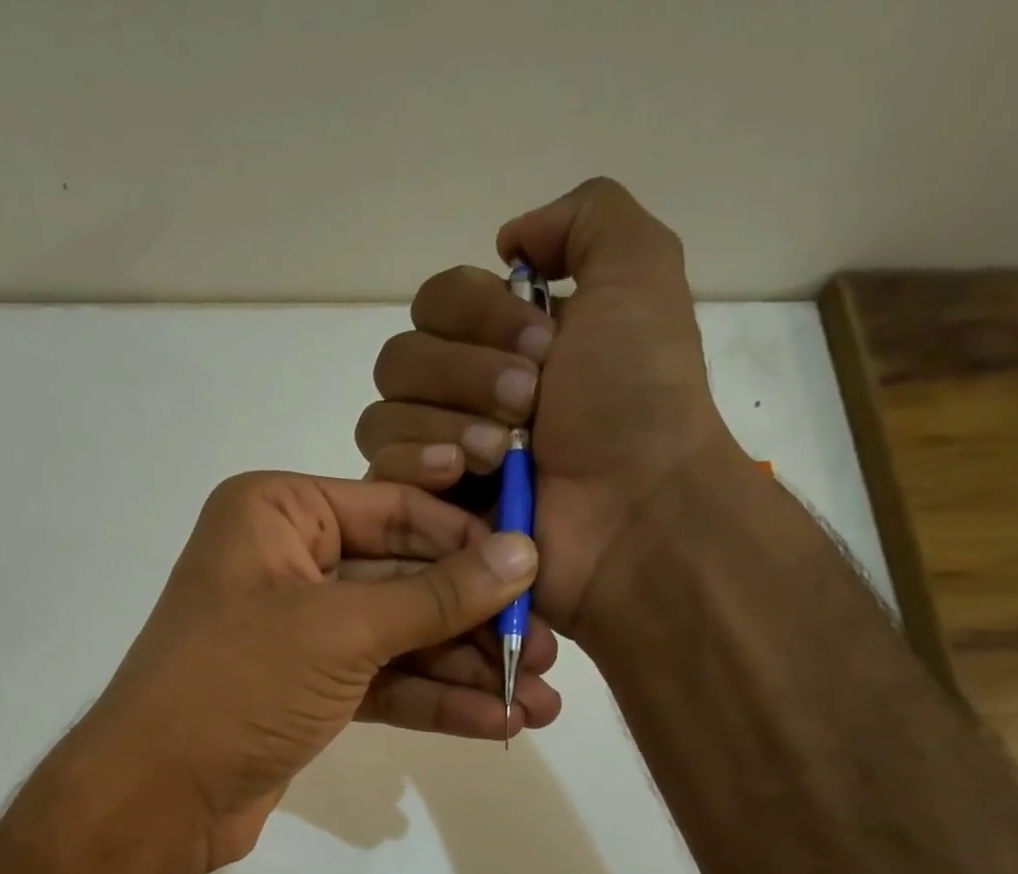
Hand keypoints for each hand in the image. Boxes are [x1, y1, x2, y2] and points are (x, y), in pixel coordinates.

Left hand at [84, 471, 557, 869]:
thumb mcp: (341, 629)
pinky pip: (383, 682)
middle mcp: (288, 561)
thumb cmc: (238, 684)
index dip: (470, 541)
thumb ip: (435, 595)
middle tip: (548, 652)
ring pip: (399, 638)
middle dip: (476, 621)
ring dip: (466, 671)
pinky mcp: (309, 689)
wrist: (158, 797)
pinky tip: (495, 722)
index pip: (396, 511)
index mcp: (278, 513)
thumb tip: (523, 555)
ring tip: (539, 702)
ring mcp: (299, 631)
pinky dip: (434, 702)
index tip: (540, 569)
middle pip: (405, 578)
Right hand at [354, 177, 758, 636]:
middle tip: (530, 403)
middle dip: (465, 374)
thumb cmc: (636, 400)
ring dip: (444, 421)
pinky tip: (463, 477)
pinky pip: (379, 470)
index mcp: (503, 341)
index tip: (544, 345)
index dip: (477, 315)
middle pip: (399, 357)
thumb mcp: (639, 273)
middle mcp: (461, 393)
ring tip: (503, 453)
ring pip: (382, 413)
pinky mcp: (424, 510)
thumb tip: (509, 240)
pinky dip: (416, 464)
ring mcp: (439, 455)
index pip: (435, 301)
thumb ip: (586, 217)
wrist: (633, 512)